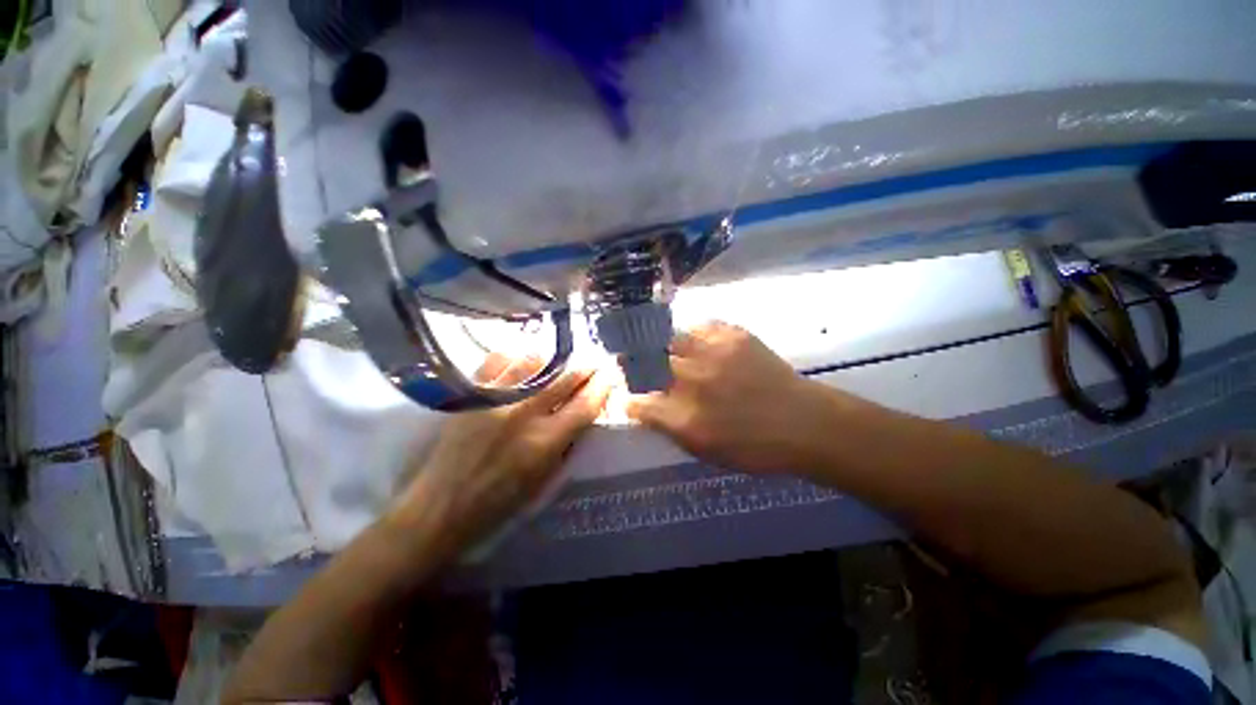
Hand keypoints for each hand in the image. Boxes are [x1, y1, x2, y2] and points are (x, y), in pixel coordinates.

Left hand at [397, 354, 611, 555]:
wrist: (441, 505)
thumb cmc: (499, 502)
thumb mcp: (545, 478)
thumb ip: (567, 441)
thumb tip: (584, 409)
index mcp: (545, 442)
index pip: (585, 403)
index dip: (603, 384)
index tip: (611, 374)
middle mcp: (523, 414)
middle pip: (565, 377)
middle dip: (587, 365)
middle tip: (595, 361)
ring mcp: (495, 400)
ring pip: (536, 361)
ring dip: (556, 358)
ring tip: (562, 359)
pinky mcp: (472, 394)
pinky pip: (500, 360)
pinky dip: (518, 355)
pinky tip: (526, 359)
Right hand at [626, 321, 845, 472]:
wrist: (803, 422)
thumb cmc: (754, 447)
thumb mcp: (705, 450)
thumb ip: (670, 427)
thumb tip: (644, 408)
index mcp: (685, 418)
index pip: (639, 402)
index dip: (630, 398)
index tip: (631, 395)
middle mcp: (693, 381)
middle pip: (648, 362)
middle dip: (638, 363)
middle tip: (641, 364)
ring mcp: (713, 355)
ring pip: (670, 338)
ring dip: (666, 345)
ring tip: (673, 351)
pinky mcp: (734, 336)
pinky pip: (701, 326)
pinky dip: (695, 334)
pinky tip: (701, 343)